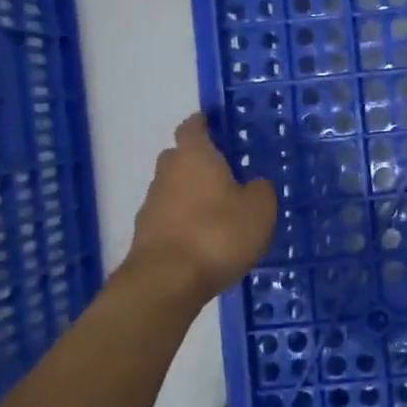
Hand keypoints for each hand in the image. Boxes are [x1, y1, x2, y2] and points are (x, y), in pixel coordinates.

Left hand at [119, 114, 276, 301]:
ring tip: (220, 209)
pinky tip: (206, 237)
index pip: (193, 127)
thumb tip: (254, 184)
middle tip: (226, 170)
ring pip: (174, 188)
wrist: (166, 283)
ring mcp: (152, 205)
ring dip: (192, 194)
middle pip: (180, 157)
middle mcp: (168, 173)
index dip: (203, 123)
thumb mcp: (259, 208)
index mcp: (194, 156)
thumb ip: (260, 190)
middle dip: (198, 160)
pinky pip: (170, 217)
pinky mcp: (146, 235)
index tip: (214, 124)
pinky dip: (185, 221)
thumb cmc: (217, 233)